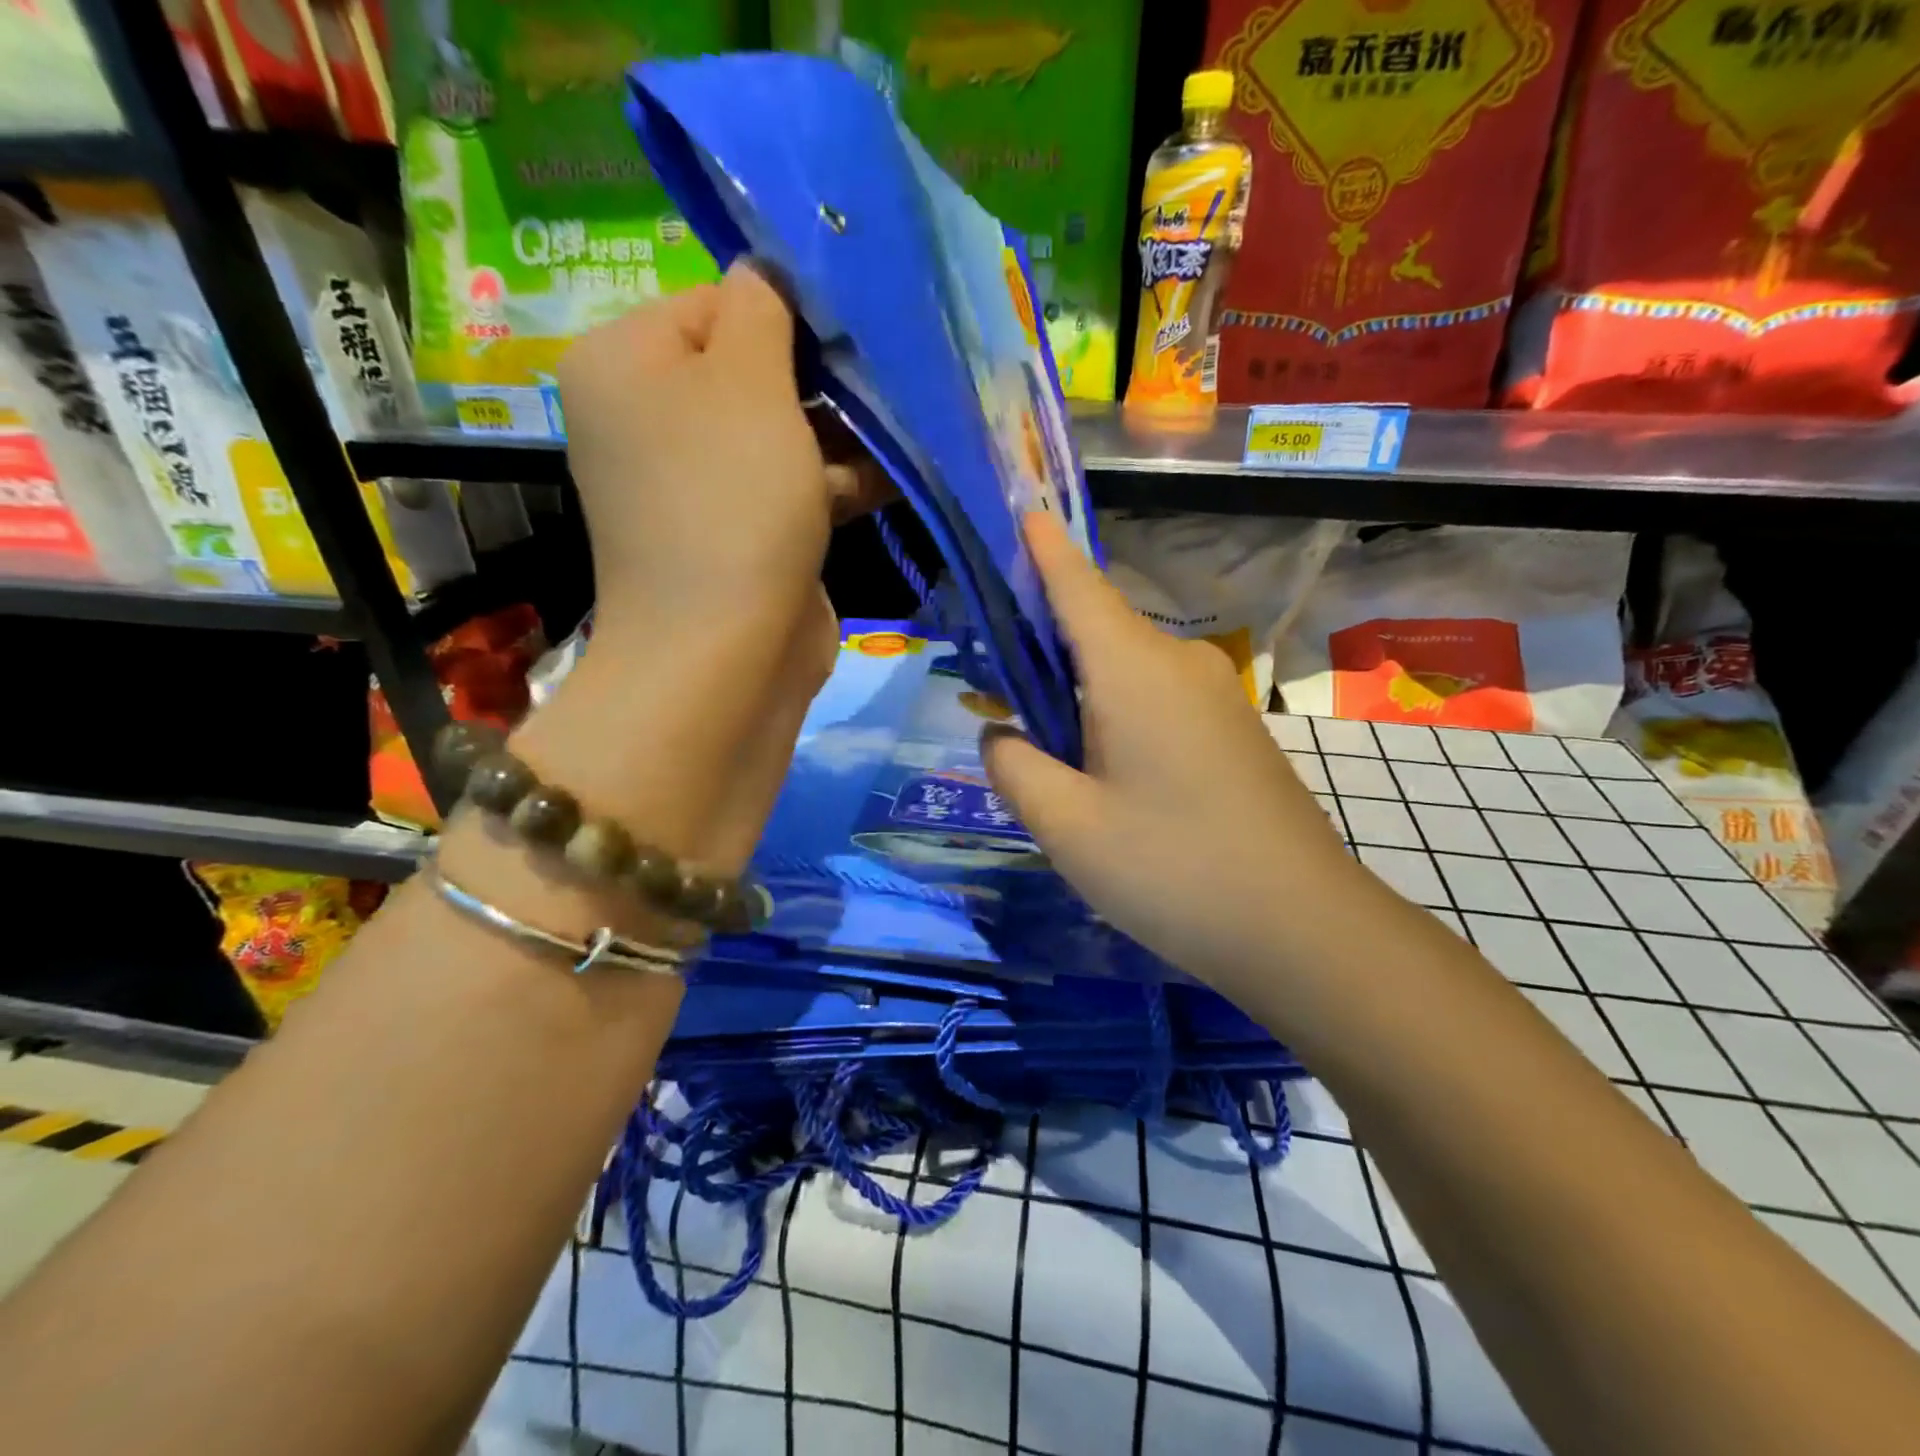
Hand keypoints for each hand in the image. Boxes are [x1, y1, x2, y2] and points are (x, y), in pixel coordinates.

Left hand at [557, 261, 883, 646]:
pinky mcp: (739, 534)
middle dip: (822, 377)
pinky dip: (836, 480)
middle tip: (885, 378)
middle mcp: (650, 420)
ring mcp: (696, 484)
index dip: (787, 312)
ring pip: (780, 434)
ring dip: (841, 432)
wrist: (726, 651)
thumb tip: (769, 274)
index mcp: (626, 363)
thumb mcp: (747, 380)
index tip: (852, 331)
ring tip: (905, 424)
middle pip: (749, 370)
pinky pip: (791, 487)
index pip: (713, 301)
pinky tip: (895, 473)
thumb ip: (761, 308)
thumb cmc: (730, 499)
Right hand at [981, 513, 1367, 993]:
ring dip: (1070, 684)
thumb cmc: (1172, 869)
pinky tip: (1090, 760)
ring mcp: (1213, 697)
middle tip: (983, 670)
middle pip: (1094, 628)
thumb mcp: (1066, 825)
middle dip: (1037, 637)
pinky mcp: (1230, 732)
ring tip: (1025, 725)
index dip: (1042, 548)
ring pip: (1122, 669)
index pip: (1076, 585)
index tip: (1019, 508)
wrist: (1302, 928)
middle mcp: (1178, 664)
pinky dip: (1108, 711)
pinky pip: (1153, 699)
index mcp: (1133, 670)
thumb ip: (1014, 767)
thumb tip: (1000, 734)